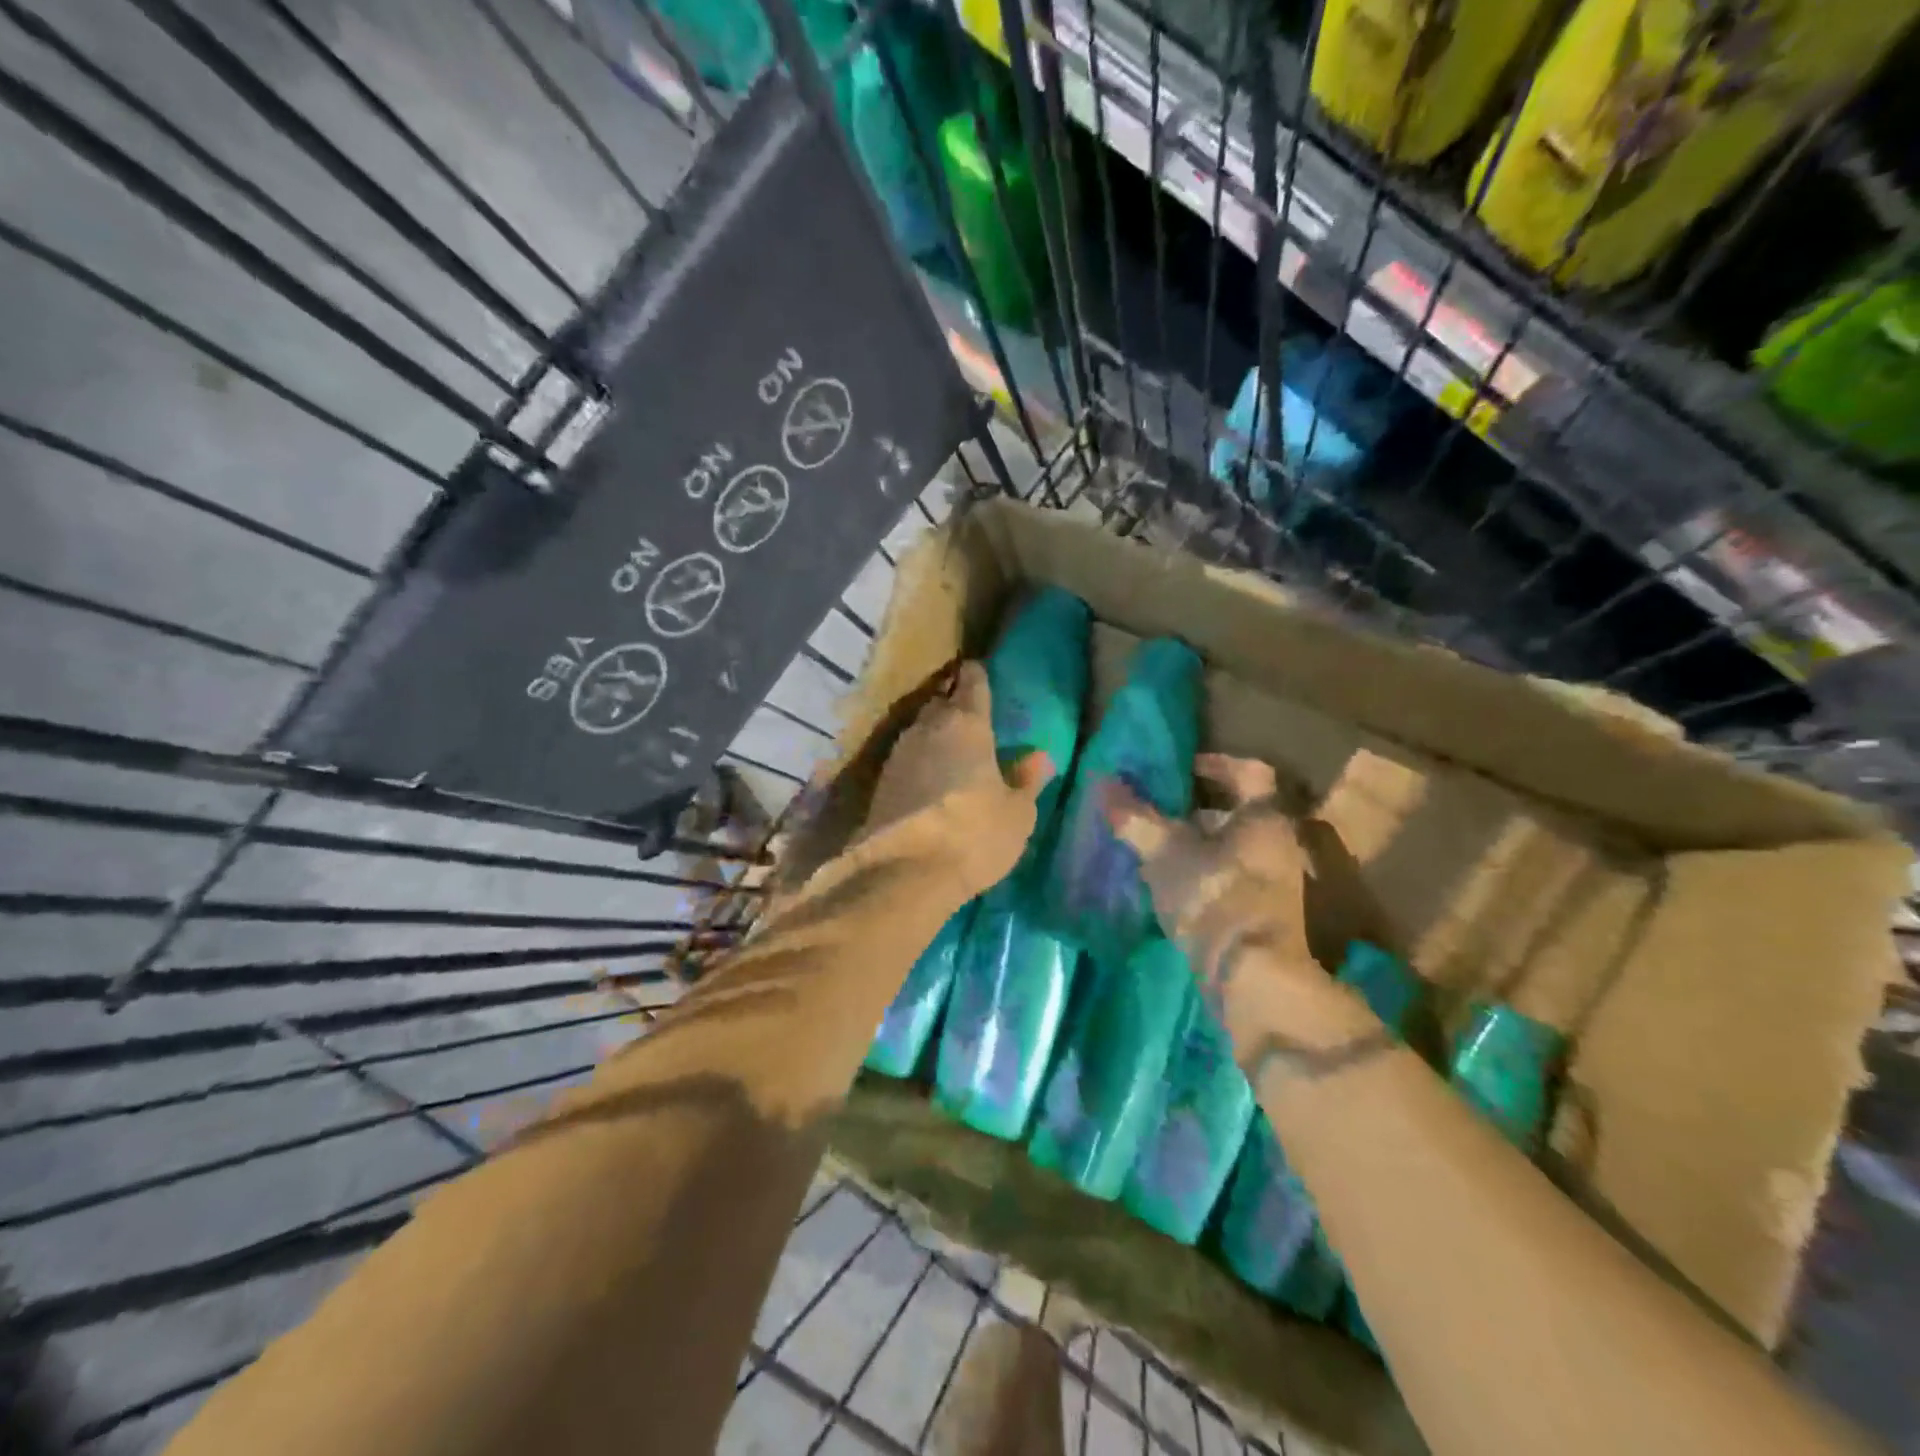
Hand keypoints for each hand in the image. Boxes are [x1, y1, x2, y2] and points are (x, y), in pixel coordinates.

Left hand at [863, 661, 1053, 899]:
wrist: (905, 872)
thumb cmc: (975, 833)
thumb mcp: (1017, 813)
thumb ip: (1027, 780)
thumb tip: (1039, 757)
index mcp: (967, 723)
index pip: (972, 682)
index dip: (977, 676)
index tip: (980, 673)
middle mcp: (928, 728)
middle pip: (941, 703)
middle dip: (954, 705)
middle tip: (971, 718)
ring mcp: (899, 753)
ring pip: (920, 731)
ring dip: (934, 736)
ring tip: (951, 751)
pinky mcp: (880, 782)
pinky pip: (906, 759)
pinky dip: (919, 763)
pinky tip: (929, 781)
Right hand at [1102, 754, 1375, 1054]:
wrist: (1253, 979)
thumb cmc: (1214, 897)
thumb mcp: (1165, 853)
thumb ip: (1136, 817)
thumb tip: (1103, 782)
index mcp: (1264, 818)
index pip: (1250, 773)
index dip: (1217, 764)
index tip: (1185, 768)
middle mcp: (1278, 845)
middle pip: (1239, 814)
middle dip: (1197, 810)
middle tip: (1159, 809)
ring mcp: (1275, 883)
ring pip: (1232, 849)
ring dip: (1196, 845)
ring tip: (1154, 848)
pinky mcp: (1263, 916)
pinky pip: (1230, 879)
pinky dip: (1202, 873)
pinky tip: (1168, 885)